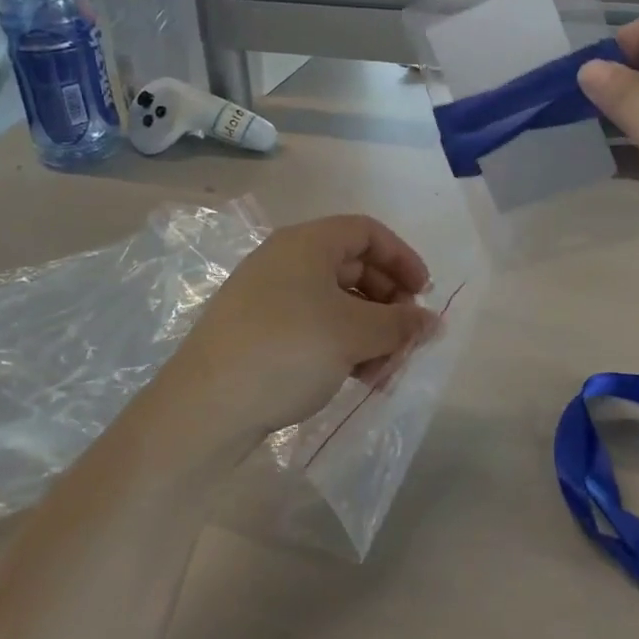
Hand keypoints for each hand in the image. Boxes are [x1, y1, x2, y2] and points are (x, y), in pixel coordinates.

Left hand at [150, 216, 442, 458]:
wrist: (206, 406)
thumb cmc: (288, 350)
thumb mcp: (354, 334)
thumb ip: (400, 324)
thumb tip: (432, 322)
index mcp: (306, 243)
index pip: (367, 232)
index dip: (402, 258)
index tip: (424, 294)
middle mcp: (285, 261)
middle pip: (353, 268)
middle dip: (388, 304)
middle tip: (407, 339)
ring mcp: (267, 297)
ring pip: (335, 303)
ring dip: (369, 333)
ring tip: (384, 373)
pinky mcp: (258, 332)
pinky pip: (313, 326)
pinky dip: (341, 346)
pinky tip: (357, 380)